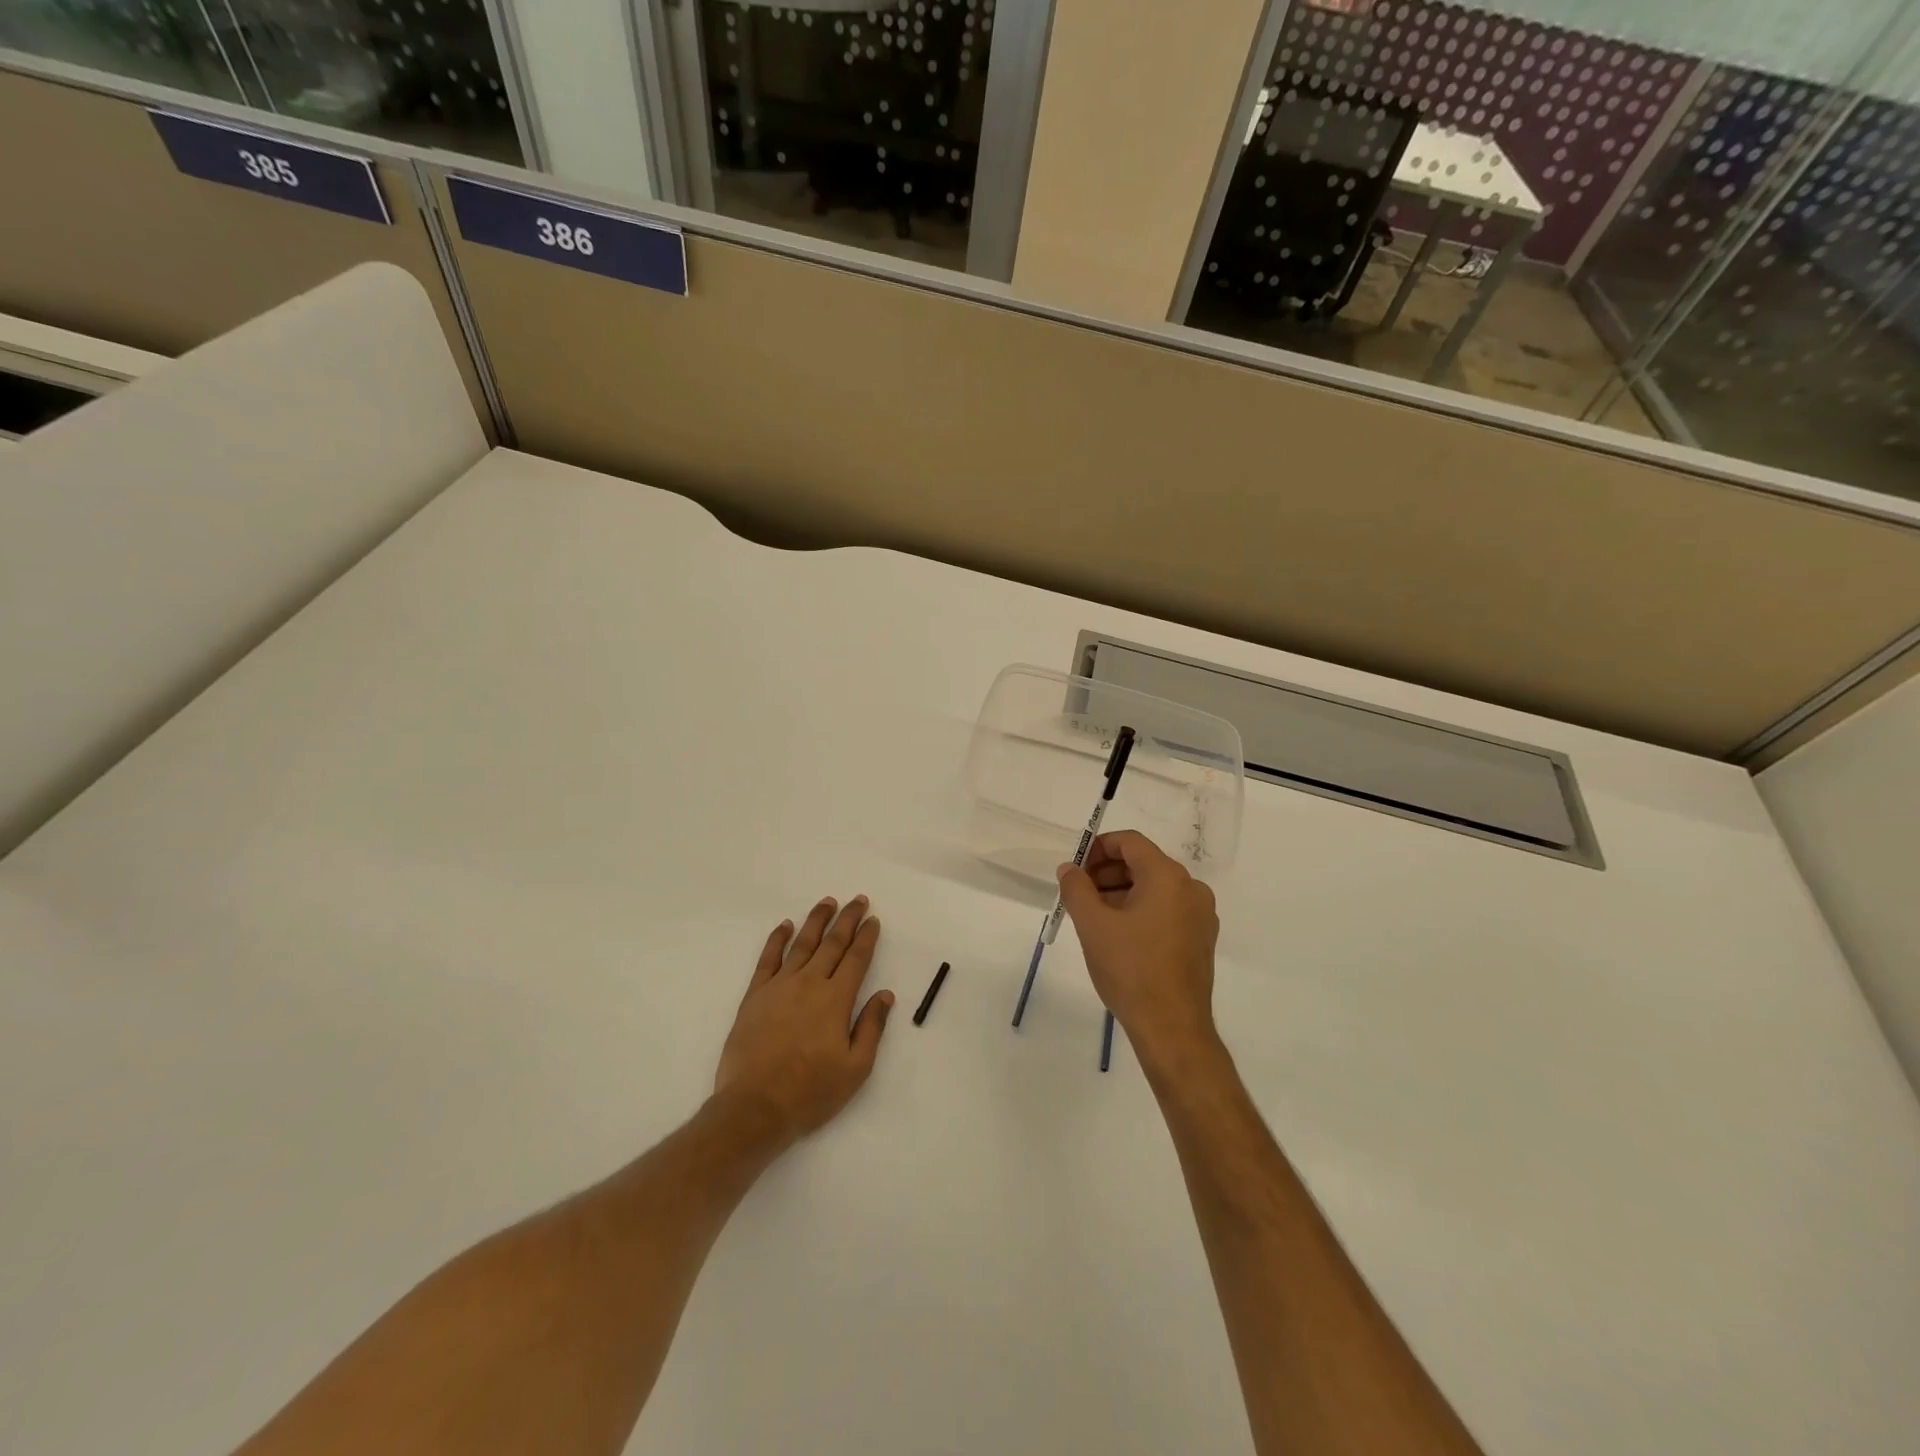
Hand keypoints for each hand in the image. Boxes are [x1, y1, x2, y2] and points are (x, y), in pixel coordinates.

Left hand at [714, 896, 894, 1145]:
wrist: (754, 1107)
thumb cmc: (810, 1092)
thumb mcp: (855, 1068)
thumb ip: (871, 1027)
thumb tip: (885, 994)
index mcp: (836, 999)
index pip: (856, 959)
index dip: (866, 937)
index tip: (873, 919)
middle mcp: (809, 983)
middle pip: (832, 943)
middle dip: (848, 920)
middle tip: (858, 900)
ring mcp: (779, 986)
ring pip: (802, 944)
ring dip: (817, 921)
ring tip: (827, 902)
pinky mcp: (755, 996)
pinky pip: (768, 959)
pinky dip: (778, 939)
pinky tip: (786, 926)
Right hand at [1055, 831, 1220, 1077]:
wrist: (1171, 1028)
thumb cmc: (1130, 969)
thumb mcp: (1093, 925)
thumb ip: (1076, 888)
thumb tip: (1069, 869)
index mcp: (1168, 877)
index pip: (1130, 842)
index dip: (1098, 848)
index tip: (1075, 869)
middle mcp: (1191, 888)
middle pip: (1143, 863)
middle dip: (1107, 872)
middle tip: (1079, 893)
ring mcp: (1201, 915)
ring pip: (1155, 888)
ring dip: (1121, 892)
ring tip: (1094, 915)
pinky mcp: (1201, 939)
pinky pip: (1167, 909)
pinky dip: (1141, 910)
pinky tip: (1119, 934)